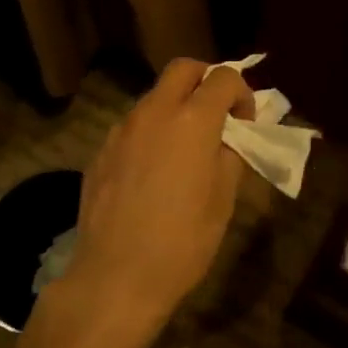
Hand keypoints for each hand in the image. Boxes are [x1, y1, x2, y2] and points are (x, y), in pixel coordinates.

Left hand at [63, 58, 254, 331]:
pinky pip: (133, 126)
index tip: (246, 121)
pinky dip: (152, 132)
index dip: (242, 92)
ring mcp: (122, 129)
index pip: (223, 77)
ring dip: (176, 107)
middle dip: (206, 80)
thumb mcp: (224, 200)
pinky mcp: (101, 150)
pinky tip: (154, 171)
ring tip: (186, 148)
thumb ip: (233, 154)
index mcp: (192, 120)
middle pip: (182, 69)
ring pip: (154, 96)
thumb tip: (234, 135)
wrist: (116, 277)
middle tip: (218, 115)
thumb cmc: (183, 242)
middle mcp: (154, 112)